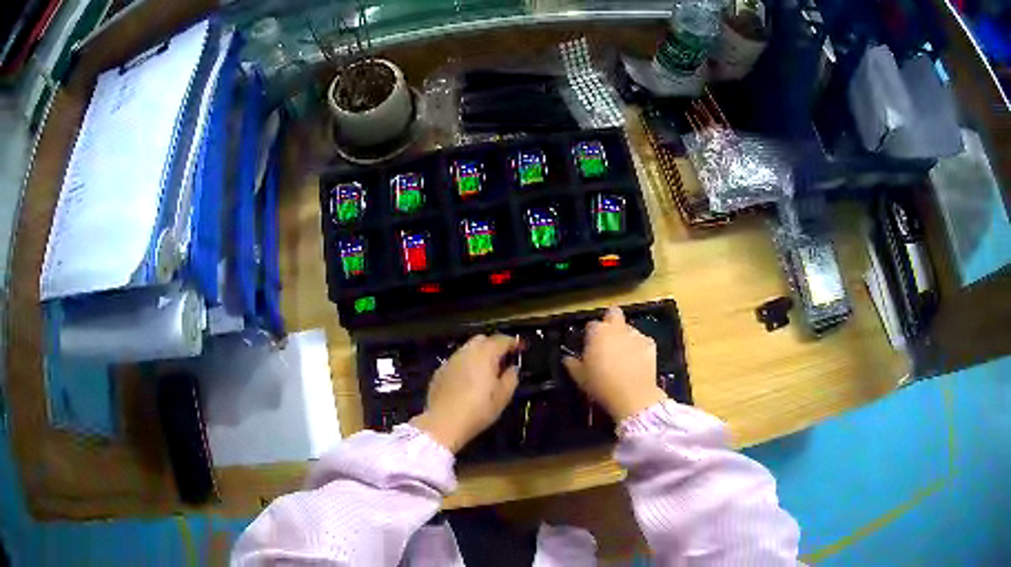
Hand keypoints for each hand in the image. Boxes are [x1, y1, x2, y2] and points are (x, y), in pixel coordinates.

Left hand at [411, 334, 519, 452]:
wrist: (443, 422)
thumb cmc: (478, 410)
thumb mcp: (502, 397)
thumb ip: (511, 378)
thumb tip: (512, 368)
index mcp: (484, 354)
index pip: (501, 340)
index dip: (513, 342)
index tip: (521, 348)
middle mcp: (466, 352)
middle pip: (482, 339)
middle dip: (494, 345)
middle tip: (503, 359)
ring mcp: (450, 361)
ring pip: (467, 349)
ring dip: (478, 354)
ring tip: (486, 370)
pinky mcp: (439, 372)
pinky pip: (456, 361)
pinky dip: (466, 365)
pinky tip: (468, 380)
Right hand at [563, 307, 666, 420]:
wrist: (633, 396)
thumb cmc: (601, 385)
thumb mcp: (580, 377)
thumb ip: (572, 364)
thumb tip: (567, 358)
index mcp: (598, 332)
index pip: (591, 325)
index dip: (589, 334)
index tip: (589, 346)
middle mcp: (617, 328)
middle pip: (613, 313)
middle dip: (610, 321)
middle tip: (607, 338)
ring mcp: (636, 335)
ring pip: (629, 328)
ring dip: (625, 336)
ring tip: (623, 354)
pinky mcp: (651, 344)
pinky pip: (642, 341)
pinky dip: (639, 347)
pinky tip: (637, 360)